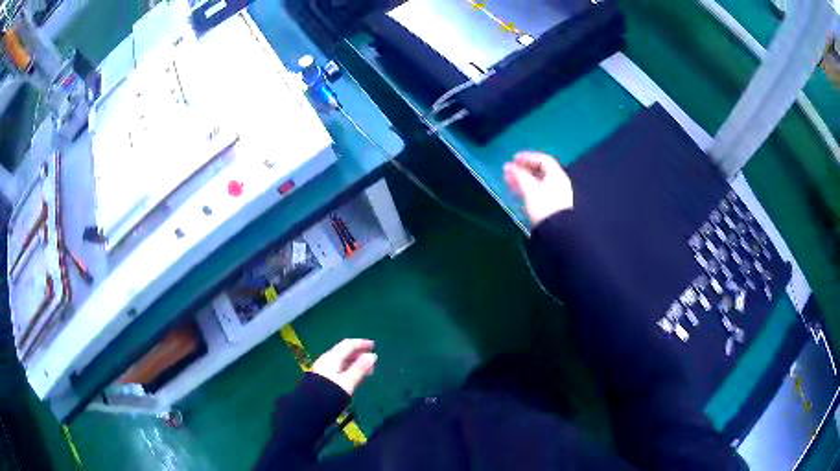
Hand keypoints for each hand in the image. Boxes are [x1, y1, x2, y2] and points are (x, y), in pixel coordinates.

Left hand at [312, 339, 376, 395]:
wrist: (311, 407)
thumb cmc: (331, 393)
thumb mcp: (348, 381)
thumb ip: (360, 368)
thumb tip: (372, 356)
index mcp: (332, 358)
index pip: (348, 345)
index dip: (361, 343)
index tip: (373, 346)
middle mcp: (326, 360)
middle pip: (344, 351)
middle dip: (359, 354)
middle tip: (372, 360)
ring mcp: (323, 368)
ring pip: (341, 360)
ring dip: (354, 362)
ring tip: (367, 370)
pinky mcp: (322, 377)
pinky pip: (338, 367)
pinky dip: (349, 368)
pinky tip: (354, 376)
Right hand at [504, 151, 573, 226]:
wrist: (557, 233)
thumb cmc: (543, 206)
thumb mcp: (529, 189)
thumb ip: (519, 176)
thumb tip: (509, 166)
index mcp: (556, 175)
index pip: (543, 160)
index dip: (527, 157)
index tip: (513, 159)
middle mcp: (559, 183)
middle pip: (540, 171)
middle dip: (523, 169)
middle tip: (509, 170)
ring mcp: (556, 196)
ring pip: (538, 183)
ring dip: (523, 180)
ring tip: (509, 181)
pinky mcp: (552, 207)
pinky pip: (538, 192)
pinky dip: (528, 189)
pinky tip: (519, 193)